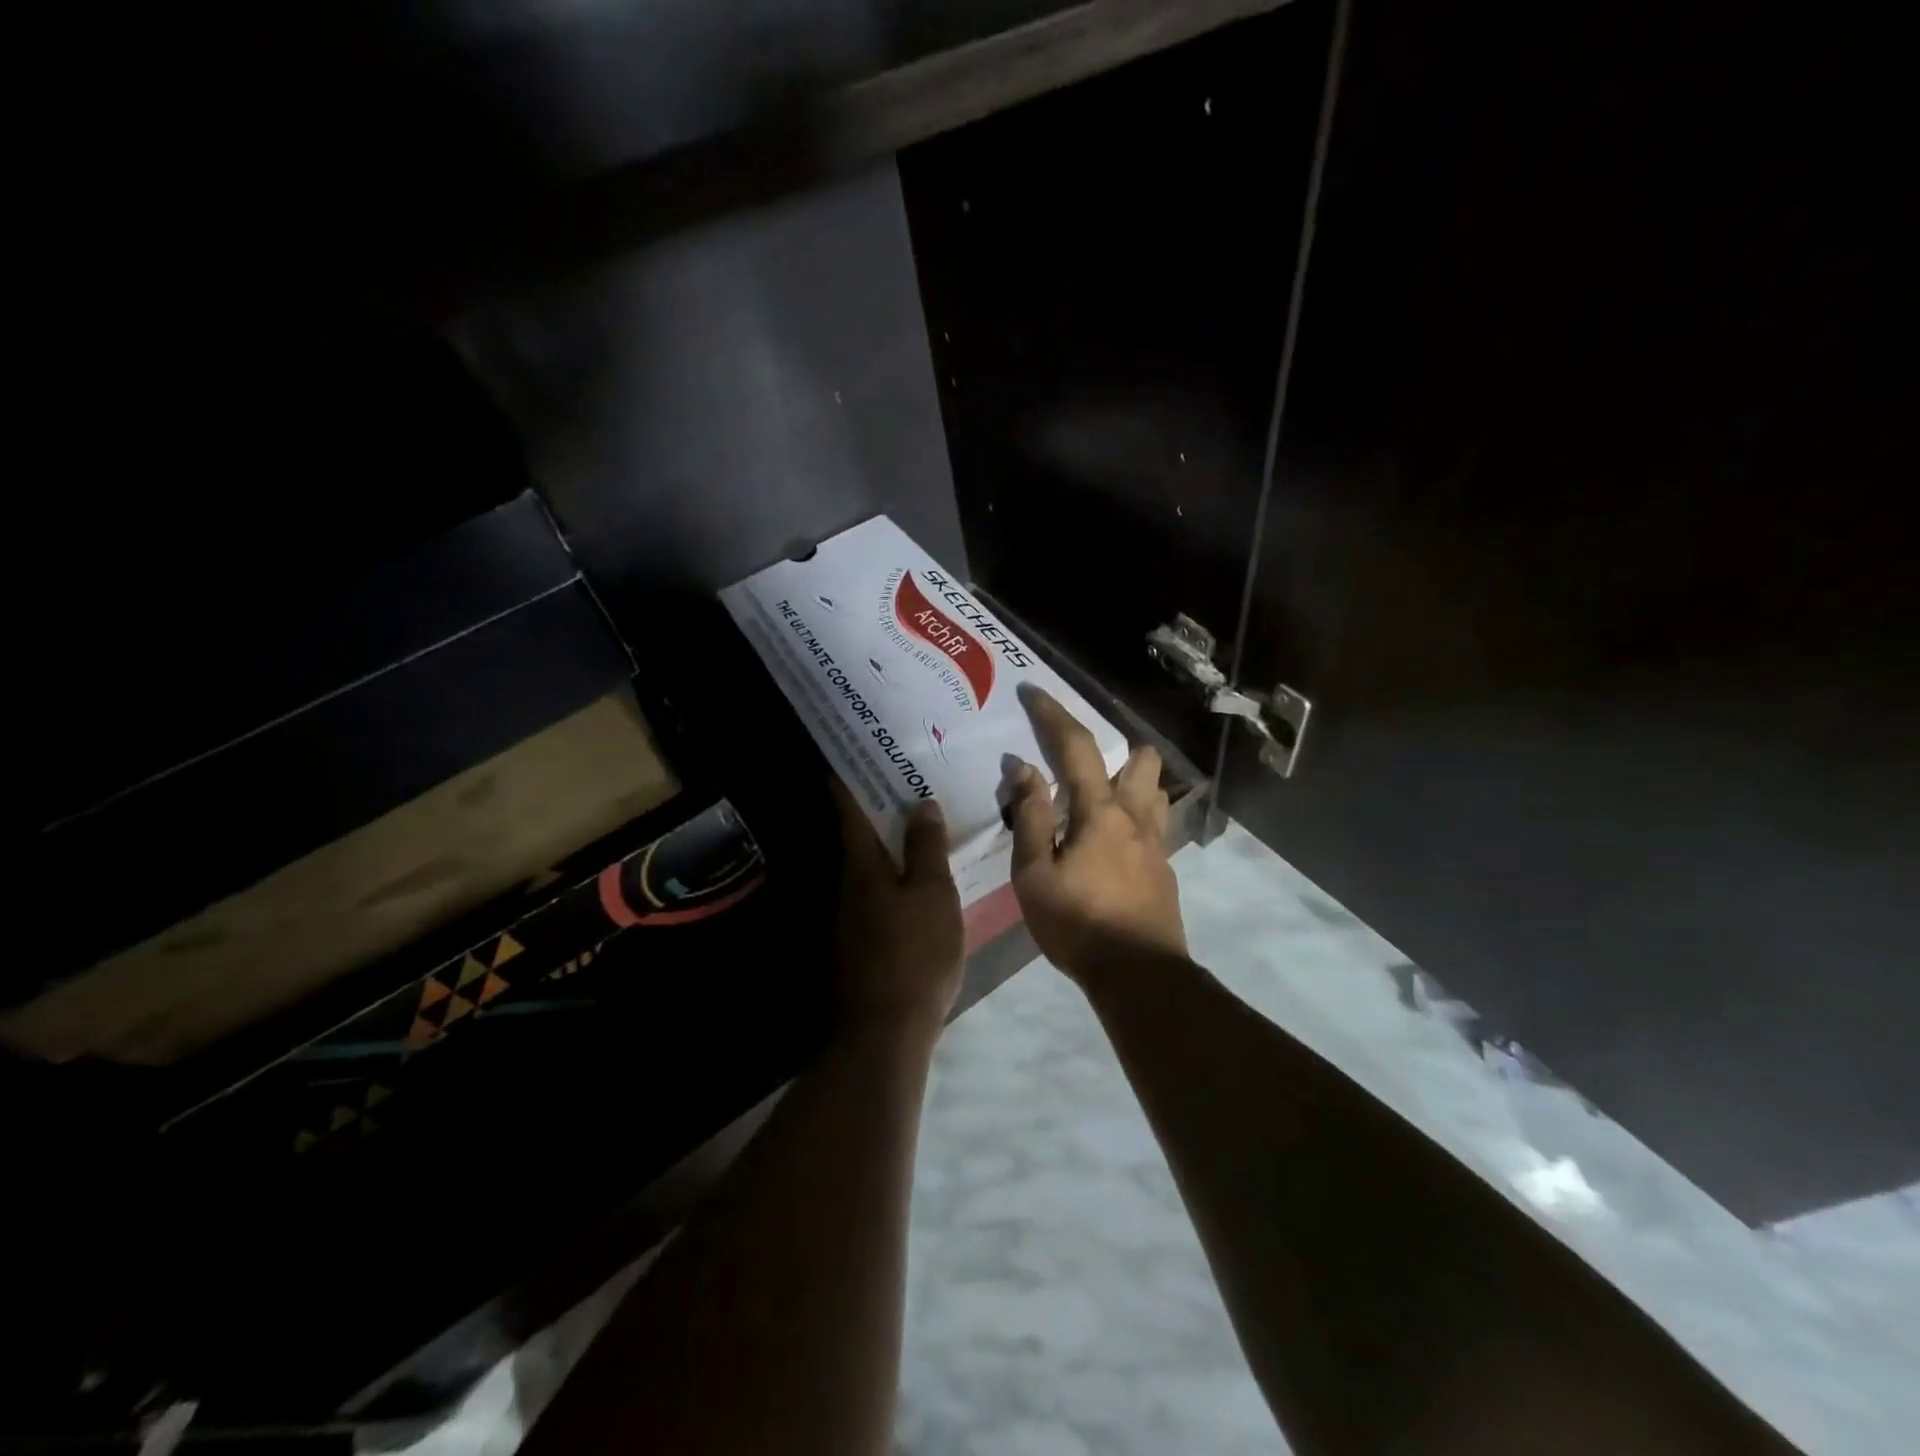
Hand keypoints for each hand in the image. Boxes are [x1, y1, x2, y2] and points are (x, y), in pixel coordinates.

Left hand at [832, 781, 964, 1042]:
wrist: (886, 1030)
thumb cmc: (914, 952)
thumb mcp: (931, 894)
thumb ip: (926, 848)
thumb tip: (920, 804)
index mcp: (862, 866)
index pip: (849, 810)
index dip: (849, 779)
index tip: (854, 753)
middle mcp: (850, 885)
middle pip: (859, 836)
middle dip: (879, 807)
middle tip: (908, 780)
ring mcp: (853, 916)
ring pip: (871, 866)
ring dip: (891, 843)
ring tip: (923, 823)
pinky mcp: (864, 941)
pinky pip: (880, 892)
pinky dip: (897, 875)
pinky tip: (922, 879)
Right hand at [1008, 688, 1186, 986]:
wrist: (1139, 975)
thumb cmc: (1078, 923)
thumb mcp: (1035, 874)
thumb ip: (1030, 817)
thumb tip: (1023, 769)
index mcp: (1099, 811)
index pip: (1075, 747)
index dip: (1053, 714)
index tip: (1035, 692)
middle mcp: (1135, 816)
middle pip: (1140, 758)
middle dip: (1114, 747)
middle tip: (1080, 764)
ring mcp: (1156, 842)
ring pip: (1154, 789)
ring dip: (1130, 780)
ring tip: (1098, 800)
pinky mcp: (1165, 868)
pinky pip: (1154, 824)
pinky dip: (1134, 817)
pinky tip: (1112, 844)